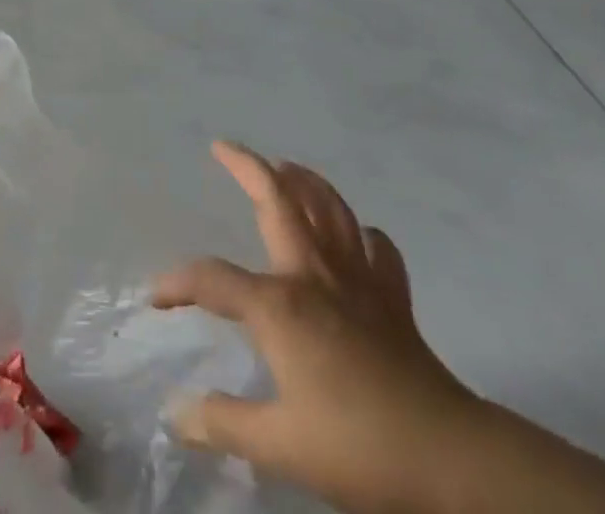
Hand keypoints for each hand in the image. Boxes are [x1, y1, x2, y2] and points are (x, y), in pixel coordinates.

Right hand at [153, 142, 482, 513]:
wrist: (448, 457)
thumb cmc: (357, 447)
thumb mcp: (280, 446)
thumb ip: (224, 424)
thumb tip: (177, 415)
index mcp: (279, 305)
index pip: (213, 280)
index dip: (179, 283)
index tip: (156, 298)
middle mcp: (313, 275)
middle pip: (278, 202)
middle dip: (247, 167)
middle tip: (224, 147)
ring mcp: (357, 280)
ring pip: (329, 209)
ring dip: (305, 181)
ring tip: (287, 167)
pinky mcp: (392, 298)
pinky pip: (377, 250)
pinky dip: (364, 236)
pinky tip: (357, 238)